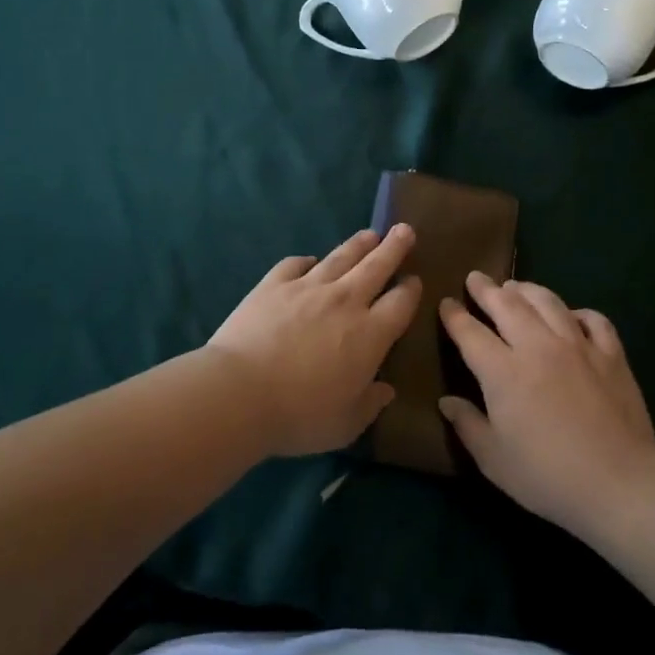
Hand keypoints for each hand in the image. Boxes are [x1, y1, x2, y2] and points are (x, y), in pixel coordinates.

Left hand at [209, 225, 421, 456]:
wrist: (239, 392)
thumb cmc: (299, 415)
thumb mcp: (346, 424)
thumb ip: (370, 404)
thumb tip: (386, 391)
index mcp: (370, 334)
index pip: (400, 303)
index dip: (411, 289)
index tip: (415, 279)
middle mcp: (345, 301)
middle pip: (376, 266)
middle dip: (393, 247)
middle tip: (404, 230)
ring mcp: (307, 288)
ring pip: (340, 258)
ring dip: (358, 245)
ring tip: (370, 234)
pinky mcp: (273, 284)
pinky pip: (295, 264)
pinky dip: (306, 261)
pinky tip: (309, 260)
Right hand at [438, 272, 654, 534]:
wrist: (619, 483)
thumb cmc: (547, 476)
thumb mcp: (494, 459)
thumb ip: (468, 424)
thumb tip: (447, 402)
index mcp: (503, 371)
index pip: (470, 333)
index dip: (454, 316)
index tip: (446, 303)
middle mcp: (538, 347)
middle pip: (507, 305)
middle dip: (487, 290)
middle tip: (476, 278)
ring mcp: (578, 346)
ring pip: (548, 302)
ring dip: (527, 290)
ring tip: (516, 287)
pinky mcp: (611, 355)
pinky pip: (593, 320)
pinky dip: (577, 312)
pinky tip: (571, 316)